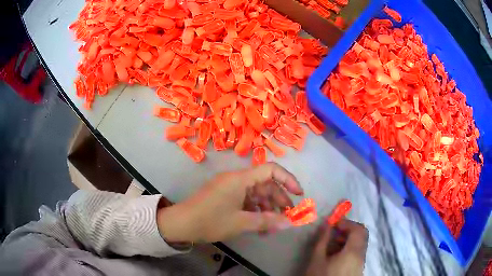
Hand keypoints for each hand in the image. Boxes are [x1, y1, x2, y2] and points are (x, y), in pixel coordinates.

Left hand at [157, 163, 303, 242]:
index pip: (270, 170)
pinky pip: (245, 199)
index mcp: (240, 179)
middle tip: (288, 215)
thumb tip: (290, 223)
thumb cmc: (210, 221)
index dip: (288, 180)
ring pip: (256, 193)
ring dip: (267, 207)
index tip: (298, 194)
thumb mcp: (240, 223)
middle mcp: (236, 179)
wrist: (181, 224)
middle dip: (279, 199)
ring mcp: (229, 187)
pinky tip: (259, 224)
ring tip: (274, 224)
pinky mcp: (225, 195)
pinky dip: (255, 210)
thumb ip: (267, 221)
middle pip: (265, 183)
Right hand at [305, 220, 367, 275]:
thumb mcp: (317, 259)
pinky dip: (348, 249)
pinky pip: (357, 253)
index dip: (347, 223)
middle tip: (333, 233)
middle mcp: (361, 256)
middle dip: (348, 230)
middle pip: (361, 235)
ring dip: (347, 240)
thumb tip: (326, 224)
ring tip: (331, 246)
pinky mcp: (358, 269)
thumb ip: (322, 240)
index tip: (333, 224)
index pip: (358, 229)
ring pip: (359, 244)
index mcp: (353, 252)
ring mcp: (361, 263)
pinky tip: (335, 256)